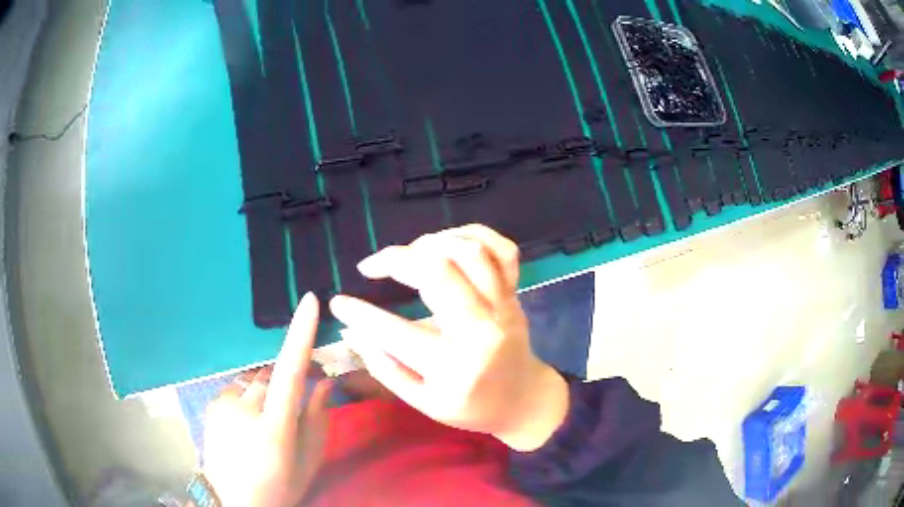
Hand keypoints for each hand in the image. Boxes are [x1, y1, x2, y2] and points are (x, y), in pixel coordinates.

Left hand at [203, 293, 331, 506]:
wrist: (235, 500)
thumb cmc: (280, 485)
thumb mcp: (308, 461)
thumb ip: (318, 419)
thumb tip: (323, 382)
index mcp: (275, 427)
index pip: (290, 373)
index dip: (300, 336)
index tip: (309, 302)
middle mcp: (246, 409)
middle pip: (272, 375)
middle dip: (284, 385)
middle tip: (286, 414)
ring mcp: (224, 405)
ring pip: (254, 381)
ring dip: (263, 393)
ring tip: (261, 425)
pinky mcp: (212, 404)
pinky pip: (237, 388)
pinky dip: (245, 398)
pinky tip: (243, 424)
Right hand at [330, 224, 568, 451]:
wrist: (524, 400)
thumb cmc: (473, 407)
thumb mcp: (424, 403)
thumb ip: (386, 369)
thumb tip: (351, 333)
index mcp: (456, 366)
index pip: (396, 333)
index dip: (359, 315)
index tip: (338, 303)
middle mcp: (482, 329)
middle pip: (439, 272)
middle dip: (395, 260)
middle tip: (372, 266)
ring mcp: (503, 305)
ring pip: (470, 252)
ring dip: (430, 242)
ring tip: (408, 254)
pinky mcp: (515, 292)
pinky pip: (502, 249)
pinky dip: (473, 234)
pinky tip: (446, 241)